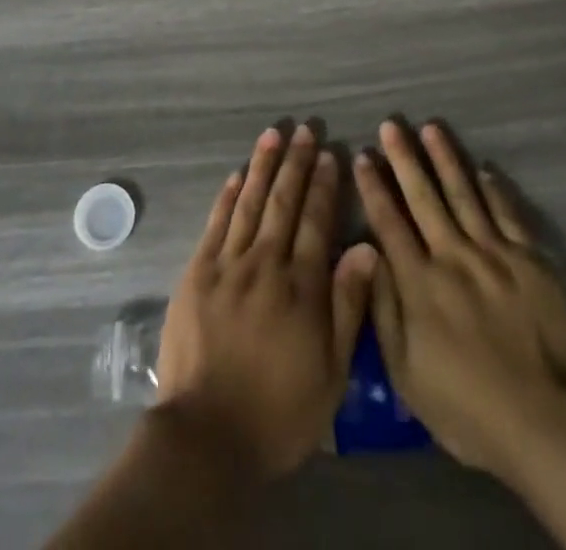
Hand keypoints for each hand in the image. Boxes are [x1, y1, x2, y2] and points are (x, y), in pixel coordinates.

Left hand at [155, 125, 375, 479]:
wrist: (207, 435)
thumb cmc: (279, 412)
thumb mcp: (331, 373)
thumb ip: (348, 306)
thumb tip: (367, 248)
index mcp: (301, 287)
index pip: (317, 222)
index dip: (324, 187)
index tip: (330, 155)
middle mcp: (265, 264)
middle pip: (283, 203)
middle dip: (296, 164)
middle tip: (304, 131)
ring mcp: (227, 265)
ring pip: (249, 203)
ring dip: (262, 166)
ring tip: (272, 135)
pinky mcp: (197, 273)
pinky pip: (215, 224)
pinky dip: (227, 196)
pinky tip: (235, 174)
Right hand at [353, 120, 565, 485]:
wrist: (548, 423)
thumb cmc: (468, 409)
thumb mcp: (406, 374)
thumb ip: (384, 310)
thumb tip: (368, 255)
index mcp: (420, 282)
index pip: (389, 222)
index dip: (373, 187)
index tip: (363, 155)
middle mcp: (452, 255)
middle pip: (423, 196)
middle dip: (404, 158)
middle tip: (392, 124)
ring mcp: (494, 253)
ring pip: (464, 193)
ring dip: (445, 158)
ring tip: (431, 128)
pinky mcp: (530, 260)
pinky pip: (507, 213)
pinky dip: (494, 189)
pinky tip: (483, 169)